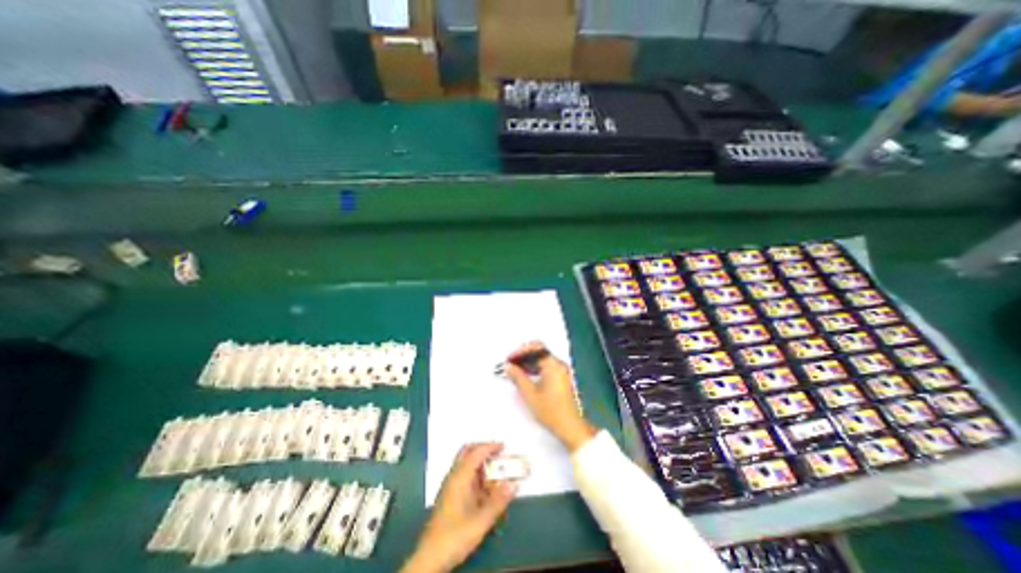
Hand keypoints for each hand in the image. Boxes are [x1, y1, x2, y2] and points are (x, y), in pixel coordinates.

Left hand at [402, 443, 517, 572]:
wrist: (430, 558)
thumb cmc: (455, 536)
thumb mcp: (481, 521)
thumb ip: (498, 501)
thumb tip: (515, 484)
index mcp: (460, 477)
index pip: (476, 452)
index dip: (490, 447)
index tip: (504, 446)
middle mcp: (454, 476)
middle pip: (467, 451)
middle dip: (483, 449)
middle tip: (498, 453)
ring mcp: (450, 485)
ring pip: (466, 463)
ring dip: (480, 463)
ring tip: (496, 471)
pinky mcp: (450, 495)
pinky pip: (464, 475)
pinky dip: (476, 474)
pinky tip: (485, 488)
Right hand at [502, 345, 598, 451]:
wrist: (570, 427)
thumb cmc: (550, 410)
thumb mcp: (530, 393)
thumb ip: (518, 377)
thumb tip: (507, 366)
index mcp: (553, 364)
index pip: (536, 348)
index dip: (520, 351)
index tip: (509, 359)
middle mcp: (558, 364)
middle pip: (539, 352)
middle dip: (523, 356)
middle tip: (509, 364)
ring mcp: (561, 371)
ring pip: (541, 359)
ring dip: (527, 362)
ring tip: (514, 370)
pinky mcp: (560, 378)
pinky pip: (545, 367)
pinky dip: (534, 368)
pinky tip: (525, 376)